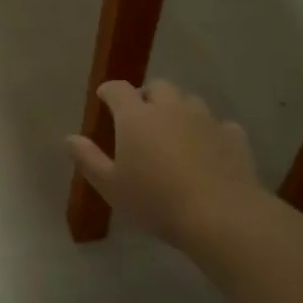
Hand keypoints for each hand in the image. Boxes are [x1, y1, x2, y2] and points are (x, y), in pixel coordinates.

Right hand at [65, 80, 262, 246]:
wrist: (220, 215)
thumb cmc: (155, 201)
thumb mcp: (111, 186)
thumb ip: (88, 159)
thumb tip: (69, 138)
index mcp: (136, 116)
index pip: (118, 89)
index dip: (109, 91)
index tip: (104, 98)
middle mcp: (171, 107)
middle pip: (158, 87)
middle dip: (146, 96)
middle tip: (140, 117)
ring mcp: (205, 119)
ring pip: (189, 101)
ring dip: (178, 110)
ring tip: (173, 132)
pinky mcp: (233, 135)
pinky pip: (217, 124)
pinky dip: (208, 132)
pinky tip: (207, 150)